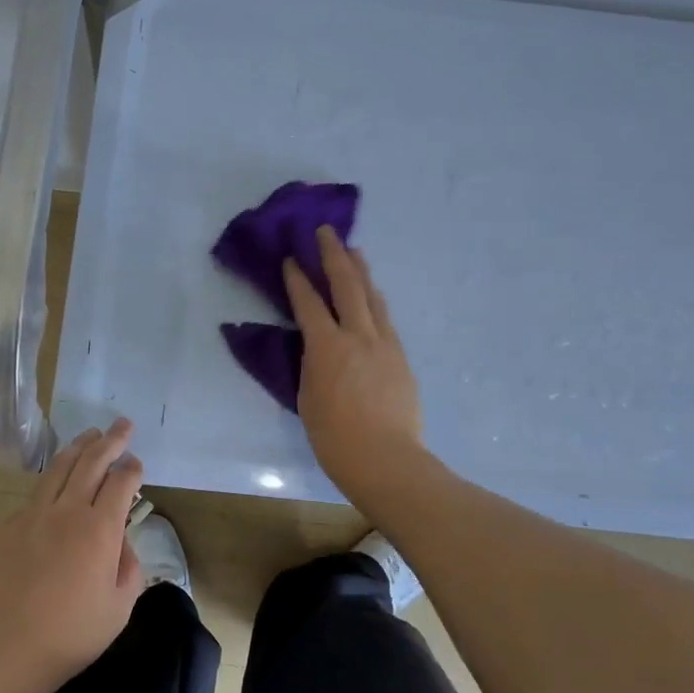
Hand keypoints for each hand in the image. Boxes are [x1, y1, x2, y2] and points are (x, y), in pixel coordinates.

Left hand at [0, 419, 144, 692]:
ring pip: (58, 467)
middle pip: (91, 461)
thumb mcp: (119, 608)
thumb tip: (122, 542)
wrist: (3, 652)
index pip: (121, 482)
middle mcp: (67, 511)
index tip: (136, 463)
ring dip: (78, 447)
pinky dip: (51, 482)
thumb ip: (129, 567)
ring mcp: (32, 515)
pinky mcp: (7, 526)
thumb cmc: (70, 636)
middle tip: (122, 424)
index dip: (132, 468)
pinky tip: (56, 487)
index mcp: (99, 529)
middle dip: (110, 440)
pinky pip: (34, 495)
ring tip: (90, 434)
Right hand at [284, 227, 425, 493]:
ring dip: (361, 271)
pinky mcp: (401, 357)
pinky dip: (375, 300)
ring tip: (354, 251)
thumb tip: (316, 350)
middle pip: (346, 286)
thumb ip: (311, 366)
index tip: (292, 258)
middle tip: (326, 232)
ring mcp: (385, 344)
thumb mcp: (308, 398)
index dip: (298, 279)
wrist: (387, 460)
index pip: (308, 303)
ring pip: (372, 297)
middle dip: (334, 255)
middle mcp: (358, 336)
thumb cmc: (335, 438)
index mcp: (327, 347)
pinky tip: (372, 296)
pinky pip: (385, 318)